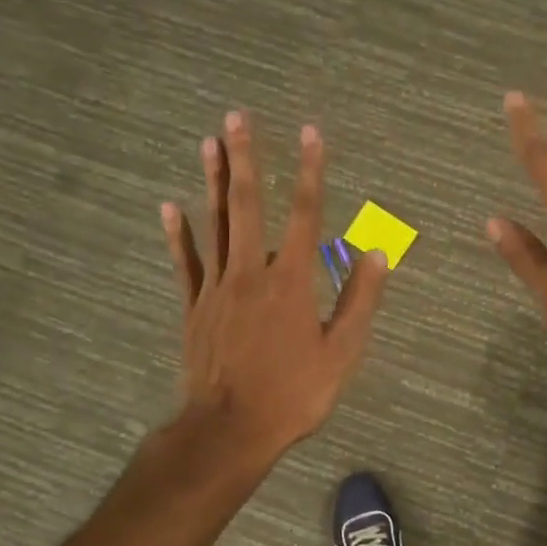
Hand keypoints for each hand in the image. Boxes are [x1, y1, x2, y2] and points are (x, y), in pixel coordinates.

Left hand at [162, 112, 387, 464]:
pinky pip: (185, 262)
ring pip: (215, 224)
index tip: (311, 133)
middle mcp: (251, 272)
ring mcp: (216, 287)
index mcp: (291, 281)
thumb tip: (378, 253)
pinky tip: (169, 205)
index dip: (310, 171)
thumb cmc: (294, 394)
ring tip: (210, 142)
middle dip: (246, 157)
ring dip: (213, 181)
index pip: (304, 214)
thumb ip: (360, 300)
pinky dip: (178, 233)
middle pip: (248, 205)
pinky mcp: (193, 306)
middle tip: (238, 116)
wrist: (230, 429)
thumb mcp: (342, 353)